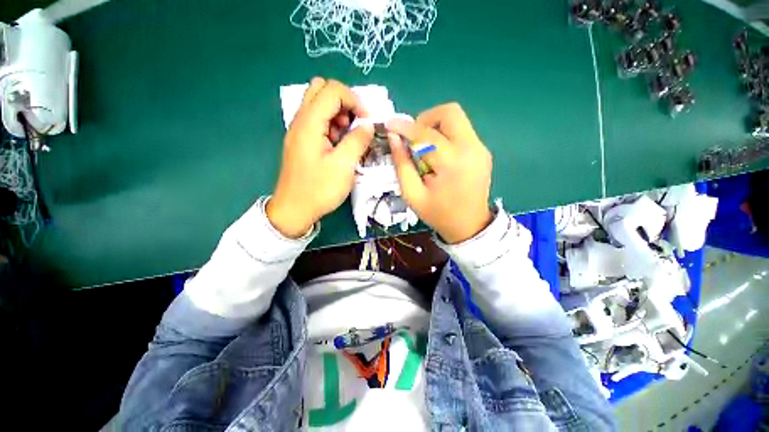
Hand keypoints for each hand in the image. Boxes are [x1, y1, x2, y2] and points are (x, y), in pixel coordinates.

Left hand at [267, 78, 373, 237]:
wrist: (295, 210)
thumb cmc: (319, 189)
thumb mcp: (344, 166)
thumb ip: (358, 141)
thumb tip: (368, 125)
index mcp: (309, 123)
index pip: (332, 90)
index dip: (354, 101)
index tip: (367, 122)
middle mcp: (301, 121)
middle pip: (321, 89)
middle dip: (344, 102)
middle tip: (354, 125)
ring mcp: (299, 131)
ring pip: (319, 104)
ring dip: (338, 114)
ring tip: (347, 138)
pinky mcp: (302, 141)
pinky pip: (318, 121)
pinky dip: (332, 126)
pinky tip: (338, 146)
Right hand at [387, 103, 492, 243]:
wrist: (470, 226)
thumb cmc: (439, 214)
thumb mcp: (413, 195)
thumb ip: (402, 165)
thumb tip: (394, 138)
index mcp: (452, 164)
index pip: (426, 134)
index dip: (405, 127)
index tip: (389, 125)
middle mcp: (471, 149)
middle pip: (449, 112)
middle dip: (425, 119)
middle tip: (413, 138)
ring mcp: (481, 148)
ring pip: (456, 119)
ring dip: (435, 126)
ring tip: (424, 147)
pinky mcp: (483, 150)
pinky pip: (461, 131)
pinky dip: (445, 135)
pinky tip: (437, 154)